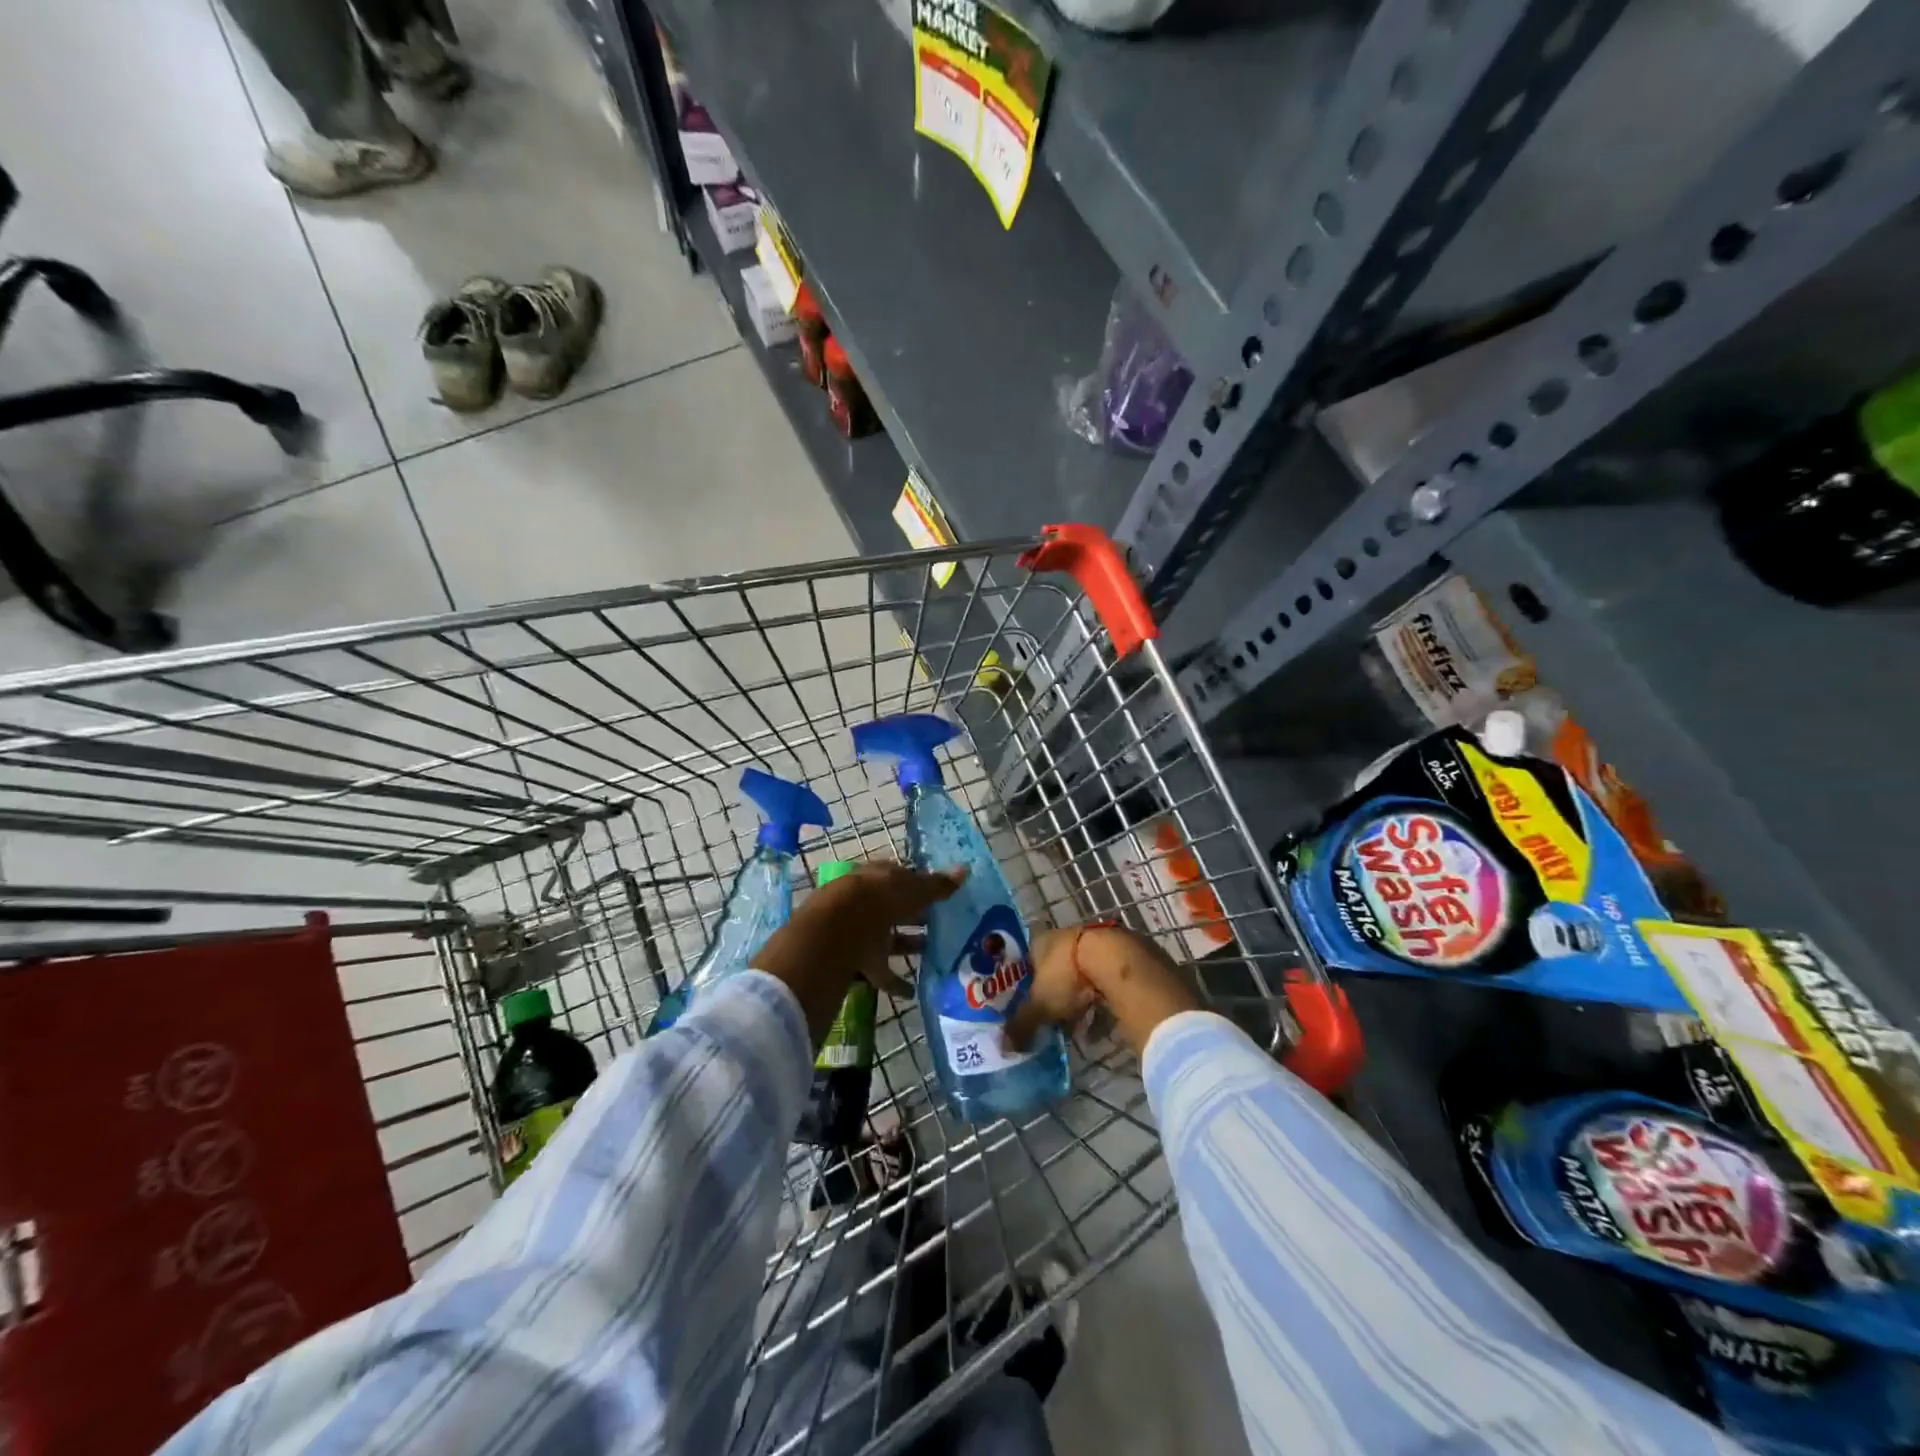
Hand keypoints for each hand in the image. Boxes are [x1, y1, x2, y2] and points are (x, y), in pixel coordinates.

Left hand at [755, 862, 964, 1043]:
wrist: (835, 933)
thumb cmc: (877, 900)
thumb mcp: (912, 890)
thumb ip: (937, 885)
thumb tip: (964, 870)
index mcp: (877, 877)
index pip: (901, 877)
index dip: (921, 885)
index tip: (941, 897)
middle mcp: (866, 901)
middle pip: (894, 908)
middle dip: (915, 916)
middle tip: (942, 924)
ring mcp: (858, 932)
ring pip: (887, 938)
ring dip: (908, 945)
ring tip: (932, 953)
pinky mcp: (854, 961)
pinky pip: (879, 971)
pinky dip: (896, 981)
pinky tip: (913, 991)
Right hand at [1006, 924, 1201, 1056]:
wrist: (1118, 962)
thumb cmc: (1069, 976)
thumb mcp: (1041, 1005)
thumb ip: (1022, 1025)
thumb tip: (1003, 1048)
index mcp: (1041, 942)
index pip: (1026, 961)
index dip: (1025, 984)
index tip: (1026, 1006)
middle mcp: (1066, 937)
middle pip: (1054, 968)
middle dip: (1054, 995)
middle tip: (1052, 1019)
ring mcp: (1095, 943)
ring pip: (1081, 975)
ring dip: (1079, 999)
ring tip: (1078, 1027)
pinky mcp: (1120, 954)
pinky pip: (1103, 981)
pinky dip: (1101, 1000)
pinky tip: (1102, 1023)